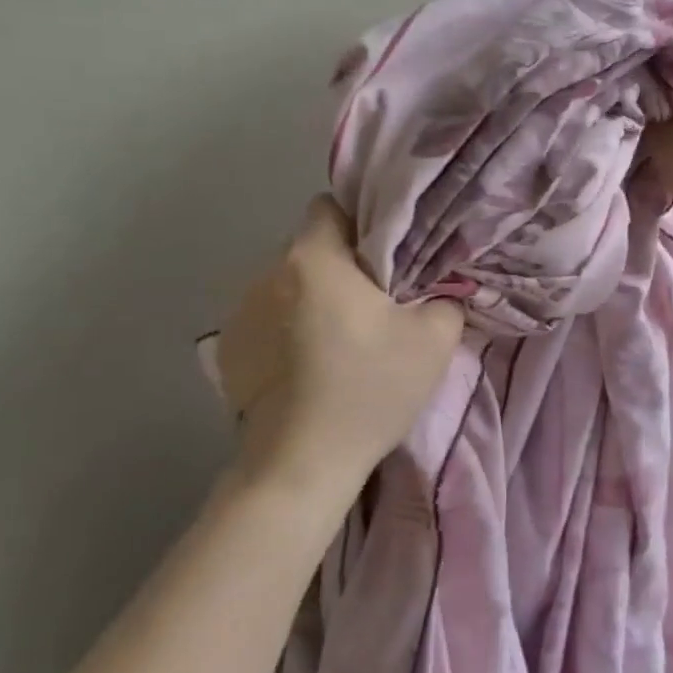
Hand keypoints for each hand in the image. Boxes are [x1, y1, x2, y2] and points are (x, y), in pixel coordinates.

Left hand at [217, 197, 462, 491]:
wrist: (300, 466)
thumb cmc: (368, 391)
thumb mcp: (434, 340)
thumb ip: (444, 297)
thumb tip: (436, 289)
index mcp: (313, 258)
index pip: (330, 206)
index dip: (363, 222)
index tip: (386, 256)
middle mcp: (267, 273)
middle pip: (310, 247)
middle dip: (341, 264)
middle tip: (374, 302)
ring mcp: (239, 312)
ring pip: (288, 283)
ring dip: (312, 297)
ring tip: (338, 339)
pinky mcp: (228, 349)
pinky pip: (266, 318)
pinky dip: (287, 329)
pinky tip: (306, 367)